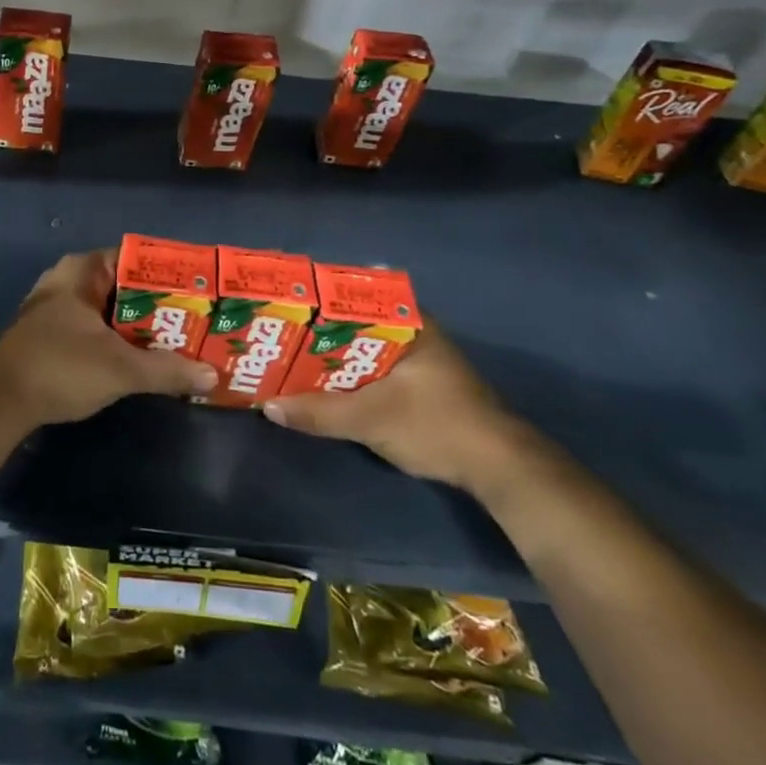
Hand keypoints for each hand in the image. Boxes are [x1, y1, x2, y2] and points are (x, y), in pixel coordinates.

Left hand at [0, 250, 216, 430]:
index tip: (199, 292)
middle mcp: (67, 281)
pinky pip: (93, 329)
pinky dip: (117, 341)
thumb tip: (211, 375)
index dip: (168, 274)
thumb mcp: (121, 369)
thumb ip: (167, 370)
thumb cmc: (60, 367)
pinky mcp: (49, 336)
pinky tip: (140, 360)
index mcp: (81, 271)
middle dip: (158, 306)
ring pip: (108, 311)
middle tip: (196, 321)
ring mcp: (55, 309)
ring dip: (138, 327)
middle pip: (124, 287)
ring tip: (177, 342)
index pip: (135, 258)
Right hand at [262, 320, 536, 492]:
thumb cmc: (436, 425)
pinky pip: (371, 368)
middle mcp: (413, 332)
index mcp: (409, 323)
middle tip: (277, 332)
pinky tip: (320, 383)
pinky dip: (346, 374)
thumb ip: (319, 412)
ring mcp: (418, 359)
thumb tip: (267, 406)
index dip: (318, 298)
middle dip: (317, 330)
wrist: (498, 469)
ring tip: (287, 356)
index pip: (355, 294)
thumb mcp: (371, 419)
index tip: (285, 303)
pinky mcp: (418, 385)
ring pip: (362, 348)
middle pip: (354, 323)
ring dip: (330, 355)